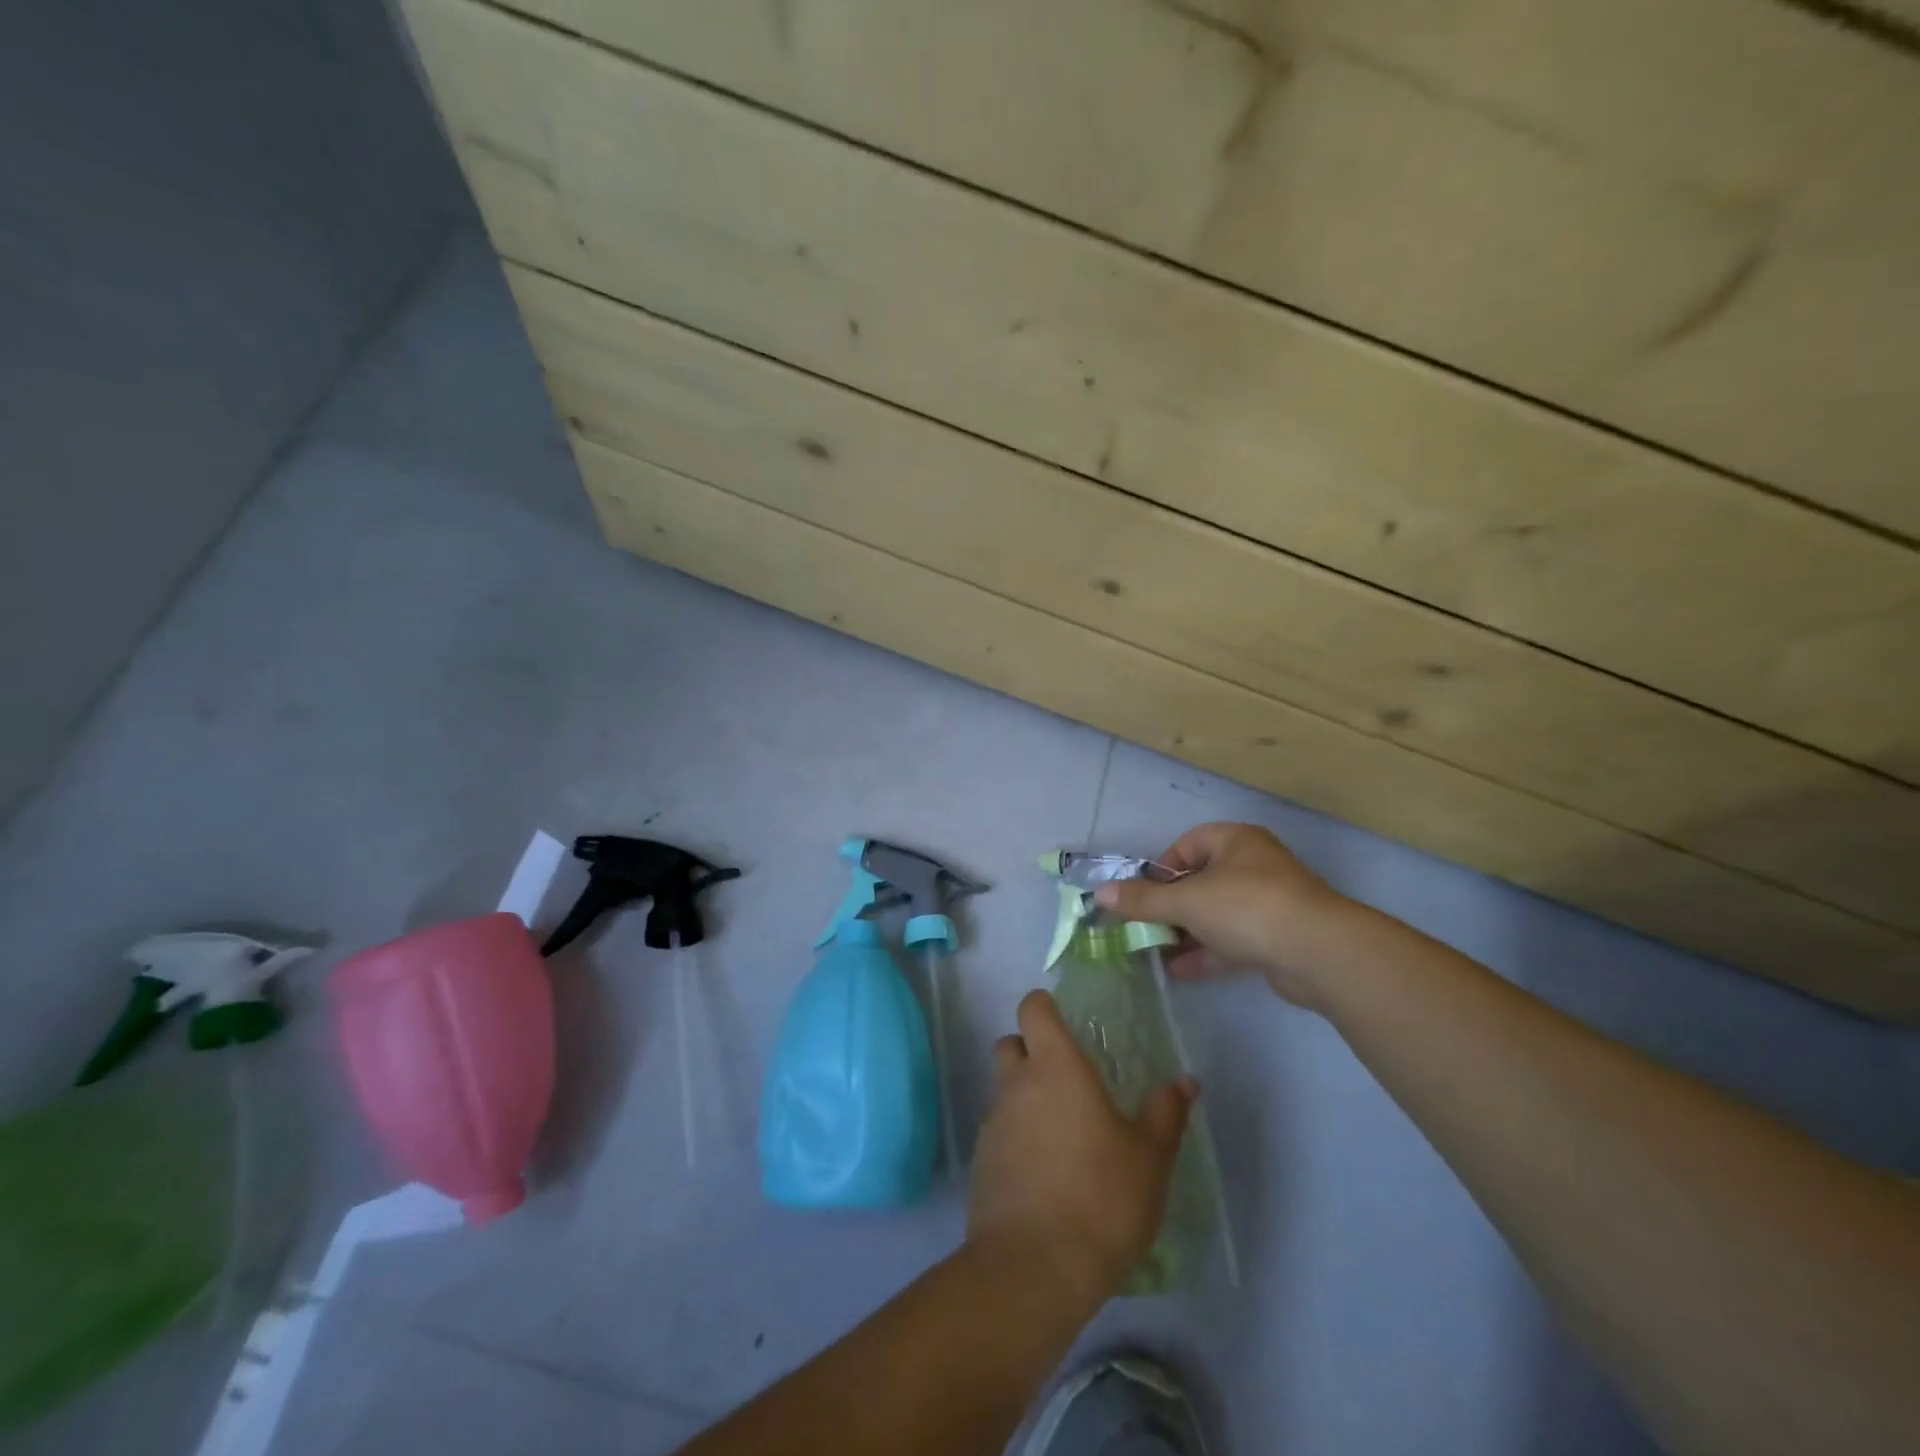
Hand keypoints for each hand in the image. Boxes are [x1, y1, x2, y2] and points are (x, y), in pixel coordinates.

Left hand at [968, 990, 1194, 1306]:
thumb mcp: (1149, 1158)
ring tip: (1060, 1133)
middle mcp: (1016, 1084)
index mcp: (1055, 1066)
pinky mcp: (980, 1162)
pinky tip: (1042, 1173)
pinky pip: (997, 1132)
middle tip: (1065, 1078)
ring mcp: (993, 1122)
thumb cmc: (1100, 1198)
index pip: (1033, 1008)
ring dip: (1023, 1097)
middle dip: (1030, 1050)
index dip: (1045, 1007)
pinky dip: (1015, 1138)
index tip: (1065, 1022)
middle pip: (1010, 1043)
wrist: (1033, 1267)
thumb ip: (1165, 1113)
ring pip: (1002, 1089)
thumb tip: (1184, 1080)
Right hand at [1093, 822, 1350, 1007]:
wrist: (1320, 953)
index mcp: (1236, 842)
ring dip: (1186, 933)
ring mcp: (1268, 904)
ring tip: (1155, 953)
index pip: (1188, 844)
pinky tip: (1180, 972)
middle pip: (1200, 882)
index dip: (1161, 867)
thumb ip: (1143, 900)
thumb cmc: (1247, 908)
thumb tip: (1101, 893)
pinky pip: (1232, 940)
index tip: (1143, 893)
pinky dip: (1207, 953)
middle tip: (1144, 926)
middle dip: (1170, 906)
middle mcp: (1254, 866)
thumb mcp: (1186, 901)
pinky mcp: (1277, 938)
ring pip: (1216, 914)